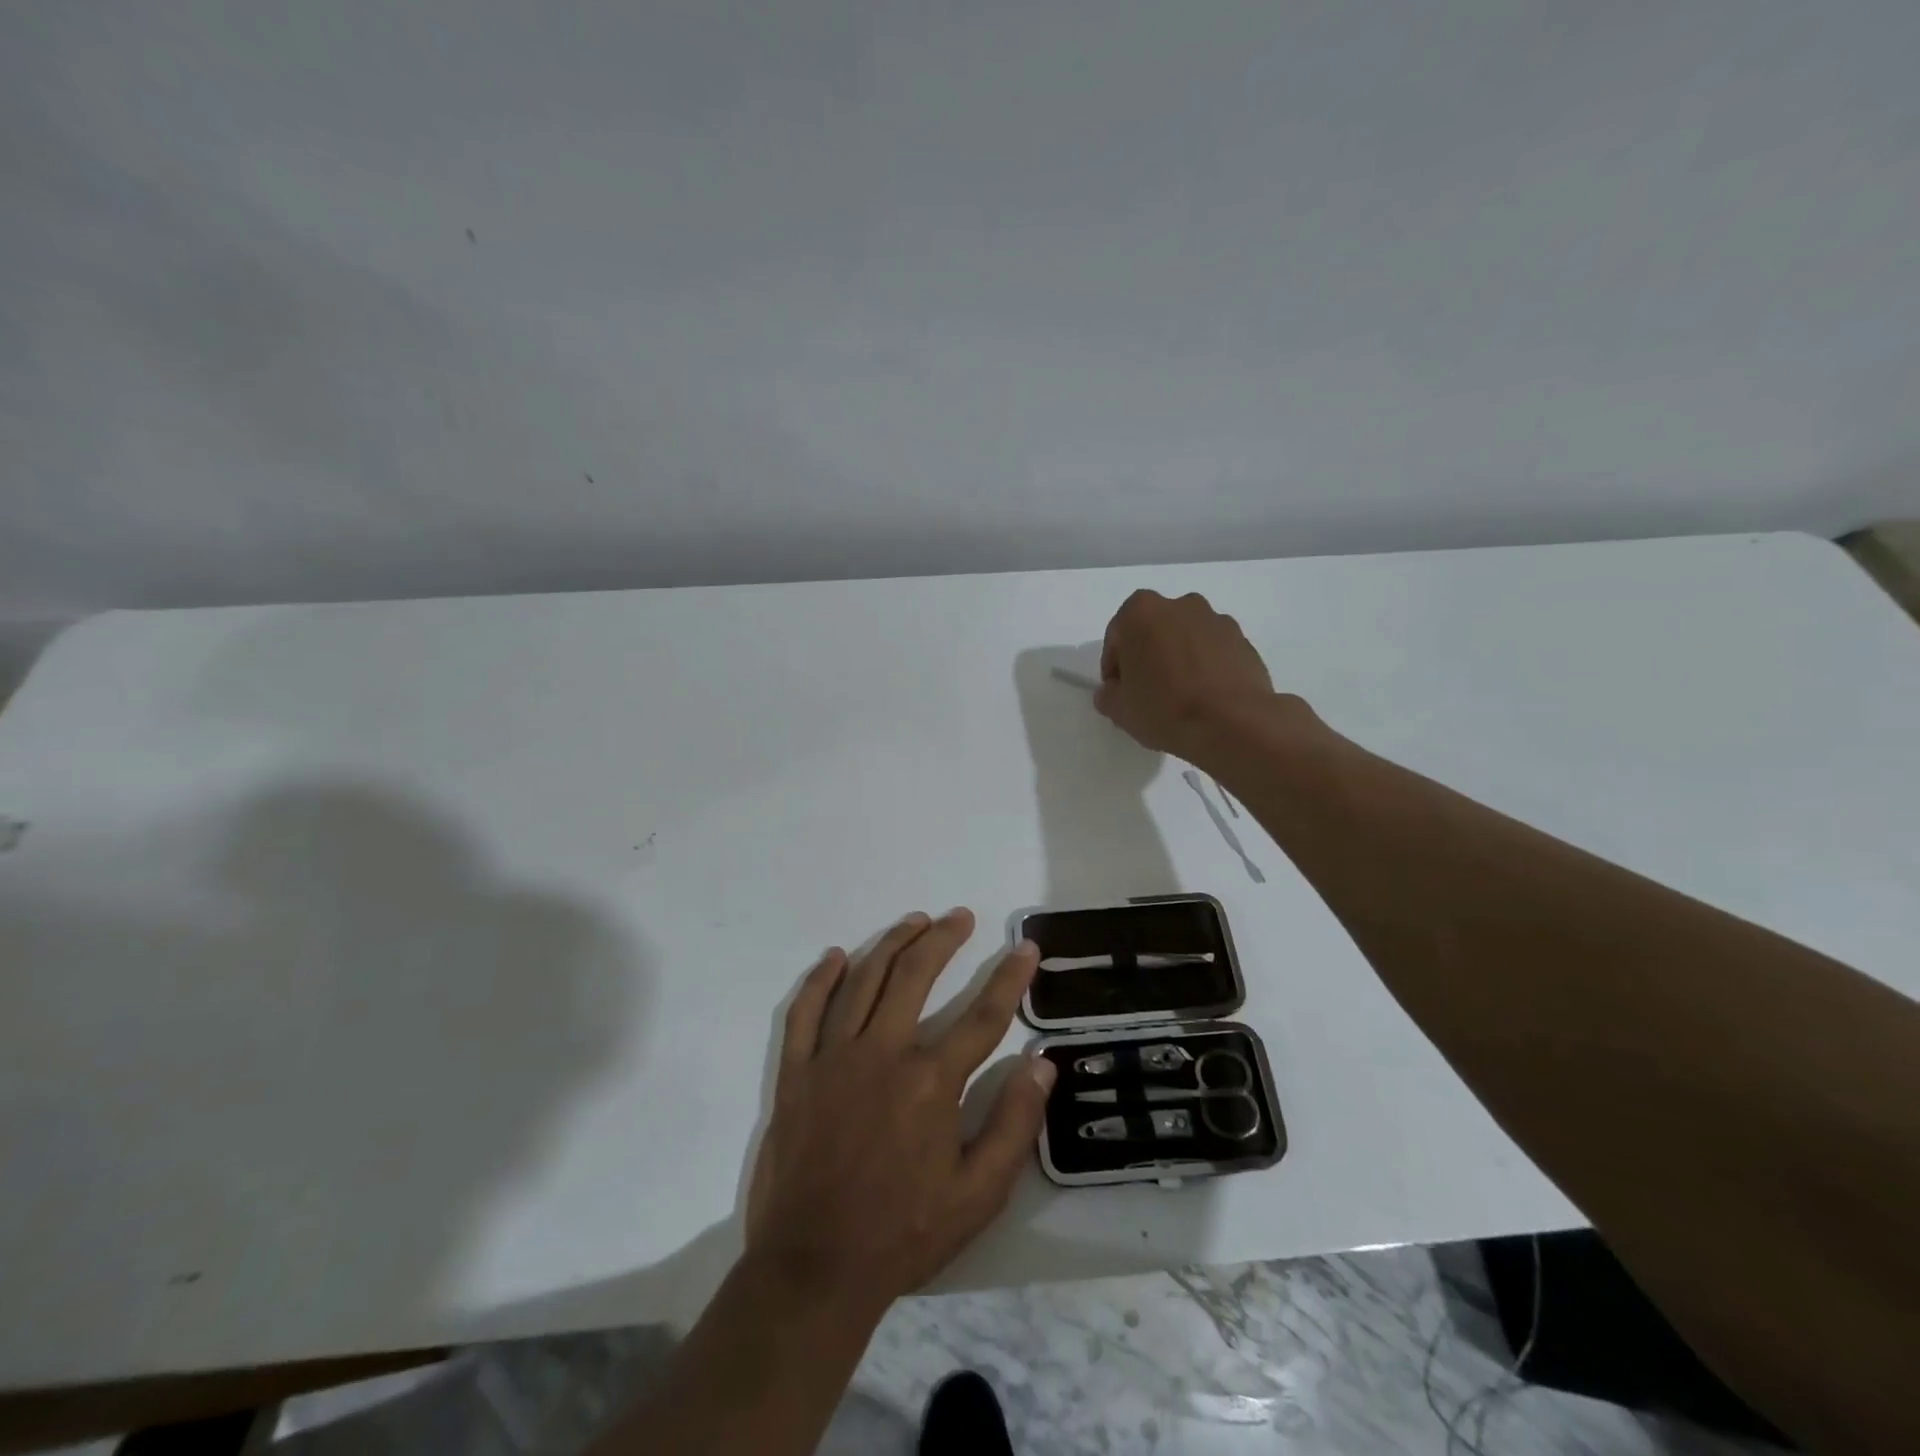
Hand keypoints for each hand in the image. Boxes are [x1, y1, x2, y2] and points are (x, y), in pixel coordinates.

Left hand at [744, 909, 1053, 1318]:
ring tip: (914, 921)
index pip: (982, 1015)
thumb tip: (1041, 1064)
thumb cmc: (903, 1233)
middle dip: (942, 939)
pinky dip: (821, 979)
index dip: (1010, 977)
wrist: (813, 1269)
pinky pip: (805, 1010)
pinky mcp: (795, 1072)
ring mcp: (832, 1057)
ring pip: (864, 980)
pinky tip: (836, 957)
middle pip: (915, 975)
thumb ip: (1014, 1125)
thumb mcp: (978, 1195)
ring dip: (891, 943)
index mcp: (930, 1081)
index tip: (1026, 946)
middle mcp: (882, 1053)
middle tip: (960, 916)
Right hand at [1094, 589, 1286, 758]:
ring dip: (1179, 659)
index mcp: (1141, 612)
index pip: (1117, 637)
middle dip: (1148, 656)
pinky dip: (1206, 667)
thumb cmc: (1164, 708)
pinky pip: (1214, 651)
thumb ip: (1108, 694)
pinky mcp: (1243, 640)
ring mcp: (1216, 620)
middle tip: (1148, 692)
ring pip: (1186, 638)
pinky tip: (1205, 697)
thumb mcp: (1119, 709)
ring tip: (1181, 696)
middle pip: (1153, 631)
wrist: (1232, 723)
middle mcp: (1180, 605)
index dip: (1114, 667)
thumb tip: (1113, 691)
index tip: (1119, 692)